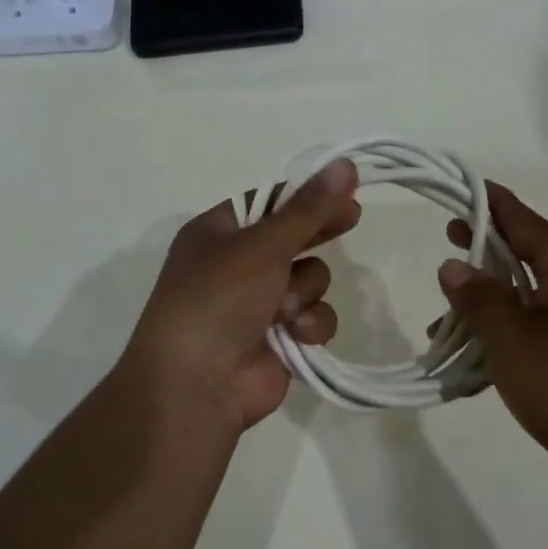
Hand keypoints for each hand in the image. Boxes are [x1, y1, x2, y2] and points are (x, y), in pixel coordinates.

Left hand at [125, 159, 359, 431]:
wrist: (196, 384)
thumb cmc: (218, 300)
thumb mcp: (262, 246)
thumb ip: (309, 209)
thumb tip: (346, 164)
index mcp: (217, 234)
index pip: (269, 203)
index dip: (306, 196)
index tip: (345, 189)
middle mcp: (236, 266)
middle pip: (293, 238)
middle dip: (316, 235)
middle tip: (351, 220)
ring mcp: (258, 305)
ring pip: (310, 279)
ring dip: (305, 291)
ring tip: (285, 309)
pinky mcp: (280, 340)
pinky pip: (313, 318)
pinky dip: (309, 325)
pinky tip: (297, 336)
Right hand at [438, 184, 547, 493]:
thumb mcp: (512, 340)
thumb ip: (480, 299)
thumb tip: (455, 265)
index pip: (526, 221)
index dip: (492, 204)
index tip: (464, 188)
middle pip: (530, 257)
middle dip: (486, 255)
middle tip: (449, 242)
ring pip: (534, 301)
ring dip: (491, 309)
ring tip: (445, 328)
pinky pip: (545, 333)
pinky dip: (512, 339)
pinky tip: (480, 367)